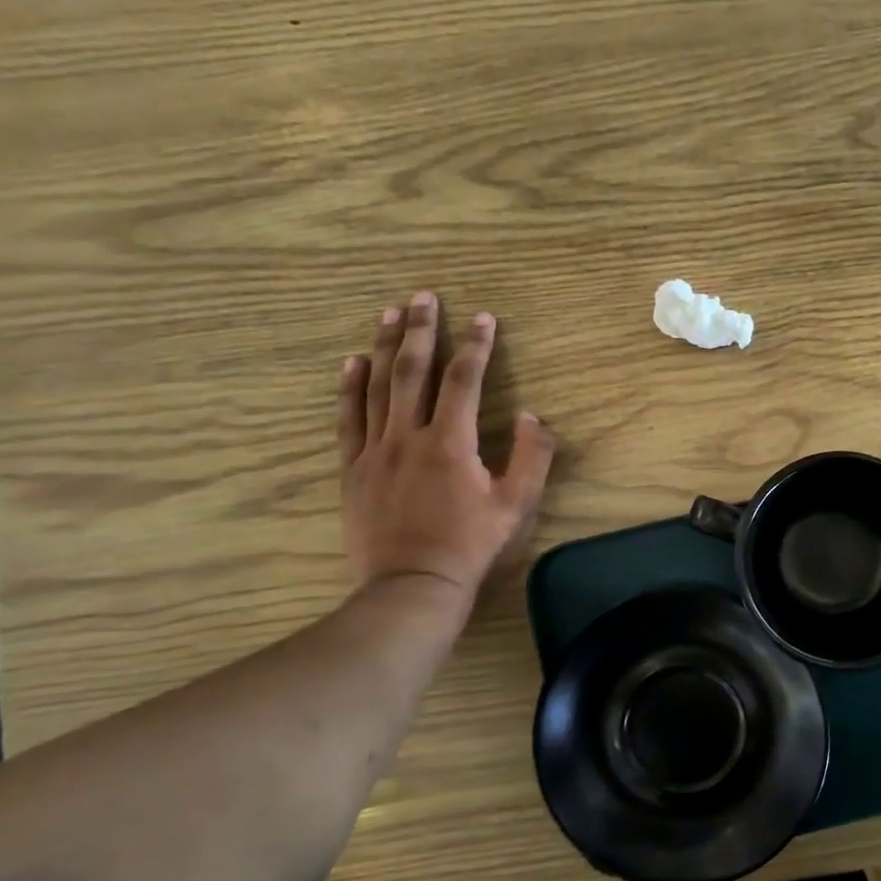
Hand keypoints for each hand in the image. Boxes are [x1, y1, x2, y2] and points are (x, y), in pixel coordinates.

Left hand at [338, 293, 554, 618]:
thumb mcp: (517, 505)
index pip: (464, 380)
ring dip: (384, 346)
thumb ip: (531, 456)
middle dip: (421, 330)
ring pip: (378, 386)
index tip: (483, 317)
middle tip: (423, 296)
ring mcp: (375, 451)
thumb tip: (530, 415)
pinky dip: (350, 387)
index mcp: (451, 442)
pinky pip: (349, 418)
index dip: (476, 346)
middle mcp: (408, 436)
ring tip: (389, 313)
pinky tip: (352, 362)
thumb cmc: (470, 545)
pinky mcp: (354, 469)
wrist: (412, 584)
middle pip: (413, 371)